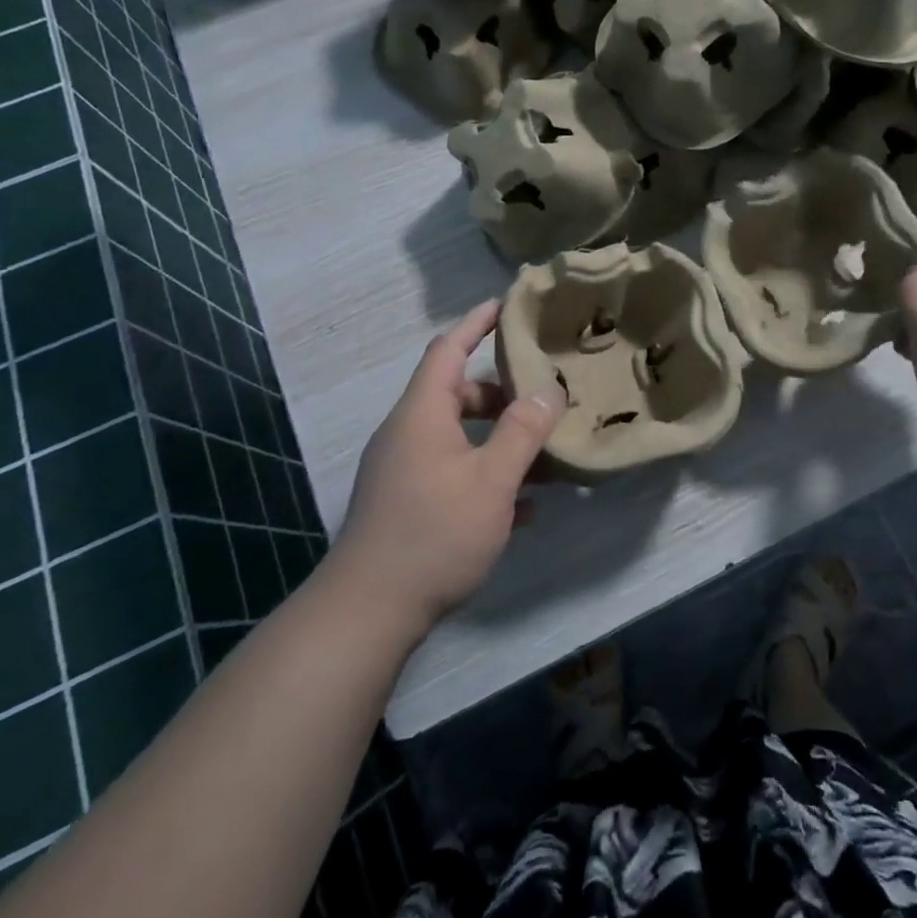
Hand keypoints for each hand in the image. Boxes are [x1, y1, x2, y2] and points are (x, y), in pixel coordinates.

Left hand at [331, 301, 566, 632]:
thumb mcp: (492, 479)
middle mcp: (407, 434)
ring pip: (458, 438)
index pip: (447, 349)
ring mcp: (403, 471)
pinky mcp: (405, 505)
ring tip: (544, 457)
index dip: (476, 323)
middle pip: (457, 394)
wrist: (368, 612)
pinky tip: (522, 508)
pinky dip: (485, 477)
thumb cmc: (434, 532)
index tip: (506, 305)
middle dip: (501, 394)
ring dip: (499, 441)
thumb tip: (549, 390)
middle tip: (544, 400)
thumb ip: (523, 431)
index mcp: (422, 414)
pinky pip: (452, 474)